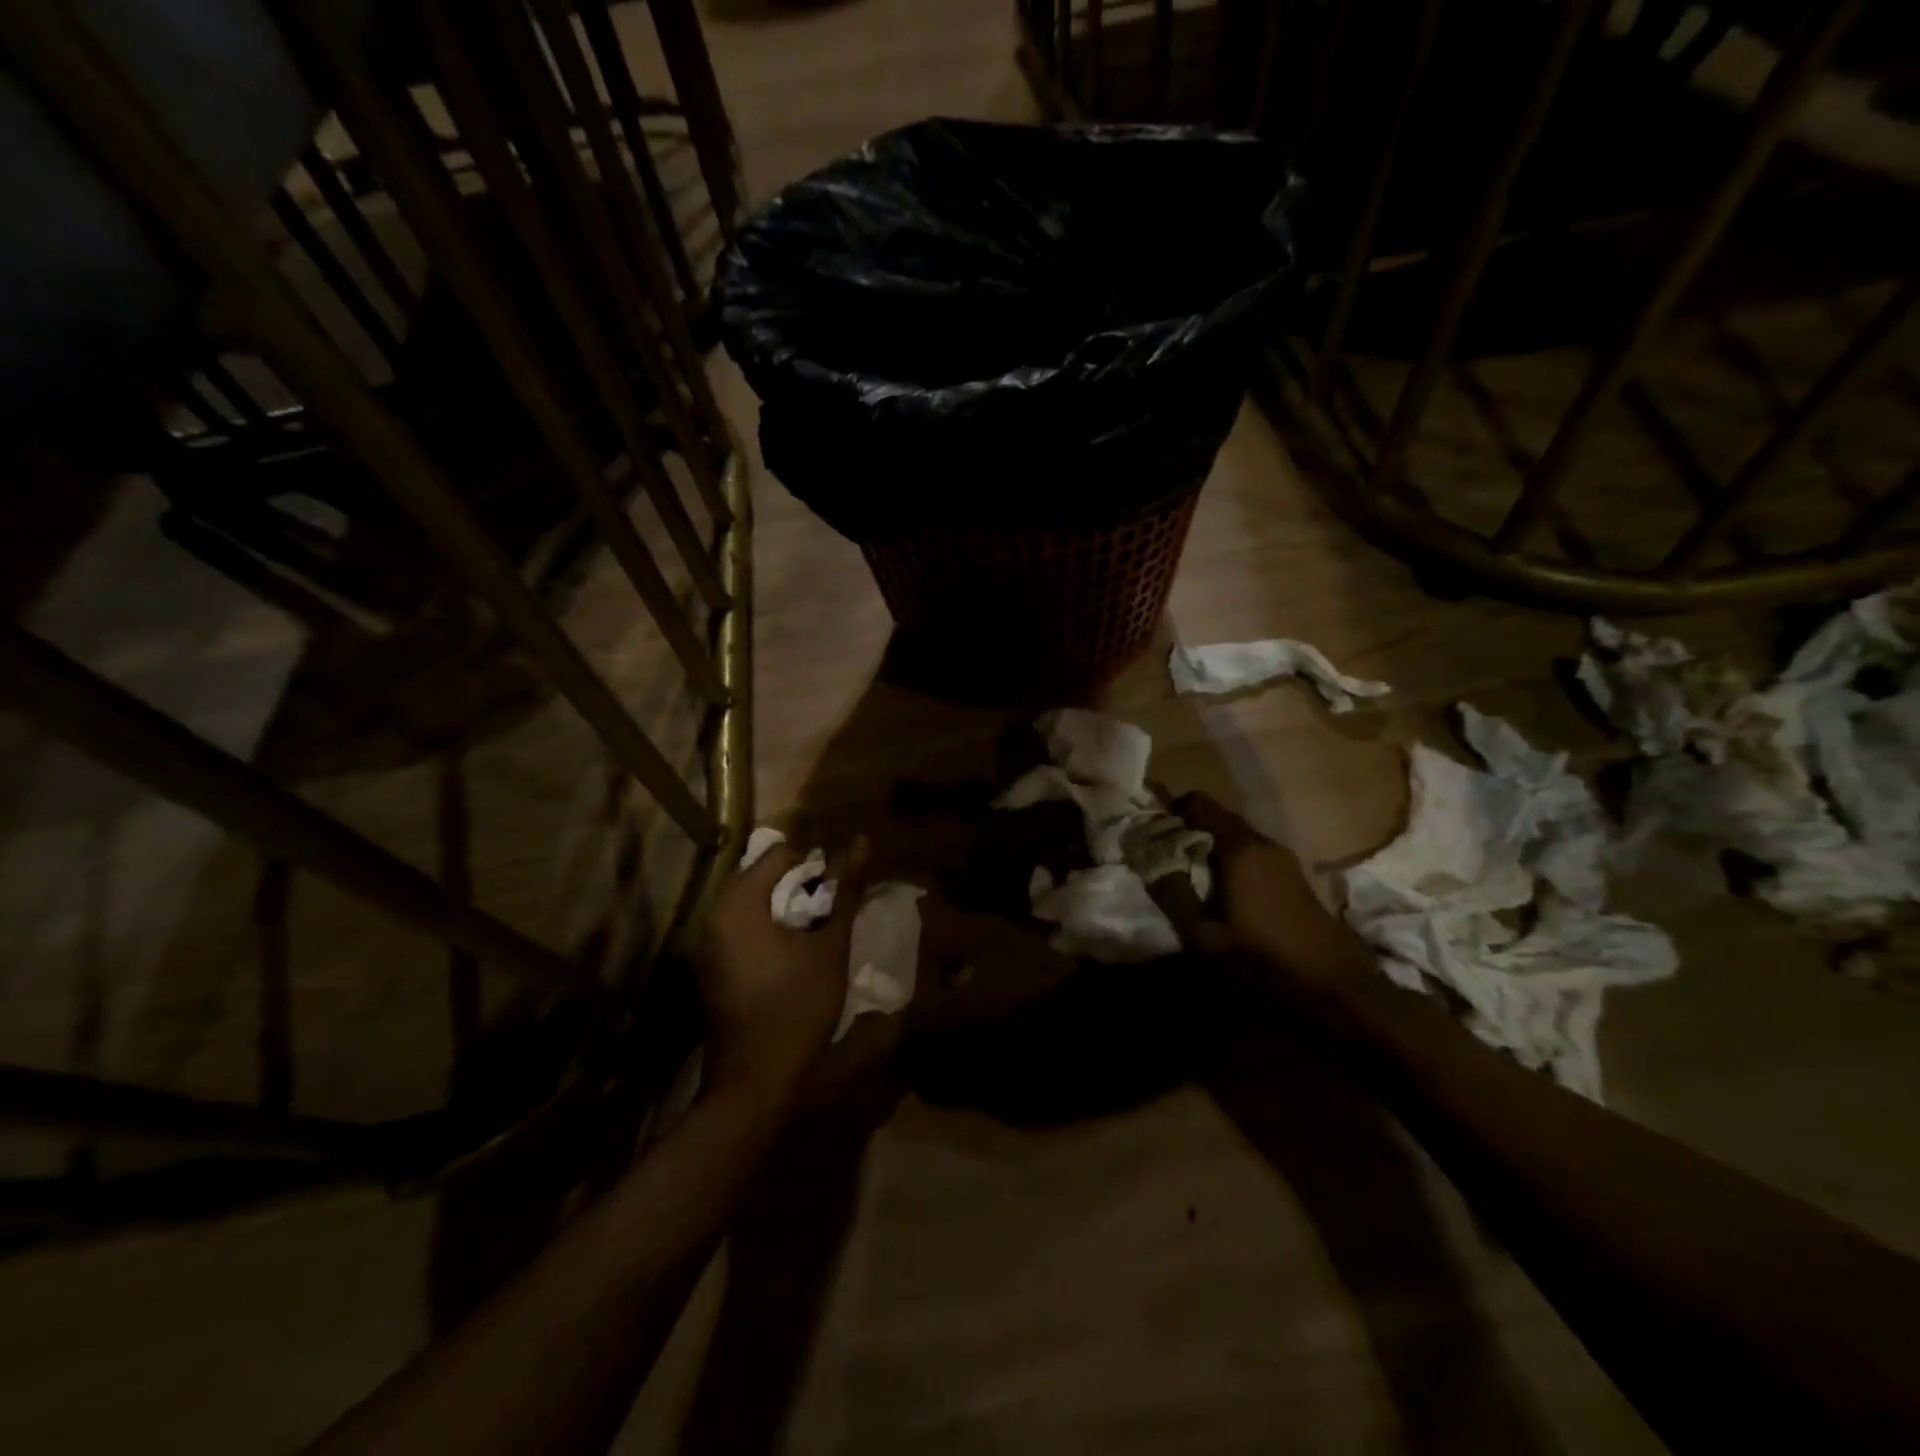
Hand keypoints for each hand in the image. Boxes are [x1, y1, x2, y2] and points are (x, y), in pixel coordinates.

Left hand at [696, 835, 869, 1106]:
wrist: (755, 1081)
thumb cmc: (798, 1007)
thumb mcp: (830, 946)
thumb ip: (844, 891)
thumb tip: (859, 843)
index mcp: (738, 905)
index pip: (778, 854)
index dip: (814, 864)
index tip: (836, 890)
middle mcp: (714, 916)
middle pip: (761, 876)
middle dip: (799, 885)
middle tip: (830, 909)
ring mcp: (707, 944)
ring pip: (751, 904)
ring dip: (784, 907)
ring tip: (817, 929)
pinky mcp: (710, 967)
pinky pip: (740, 928)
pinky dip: (767, 928)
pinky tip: (792, 953)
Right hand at [1150, 792, 1373, 991]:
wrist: (1338, 991)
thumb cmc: (1264, 962)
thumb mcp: (1204, 937)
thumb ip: (1172, 893)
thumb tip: (1147, 857)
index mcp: (1239, 847)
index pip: (1197, 802)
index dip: (1169, 811)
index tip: (1149, 834)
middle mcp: (1263, 842)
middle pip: (1215, 818)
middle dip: (1185, 832)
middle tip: (1161, 861)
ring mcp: (1283, 859)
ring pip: (1233, 838)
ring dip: (1207, 850)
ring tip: (1187, 881)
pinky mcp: (1294, 877)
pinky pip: (1251, 855)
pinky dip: (1229, 863)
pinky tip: (1221, 896)